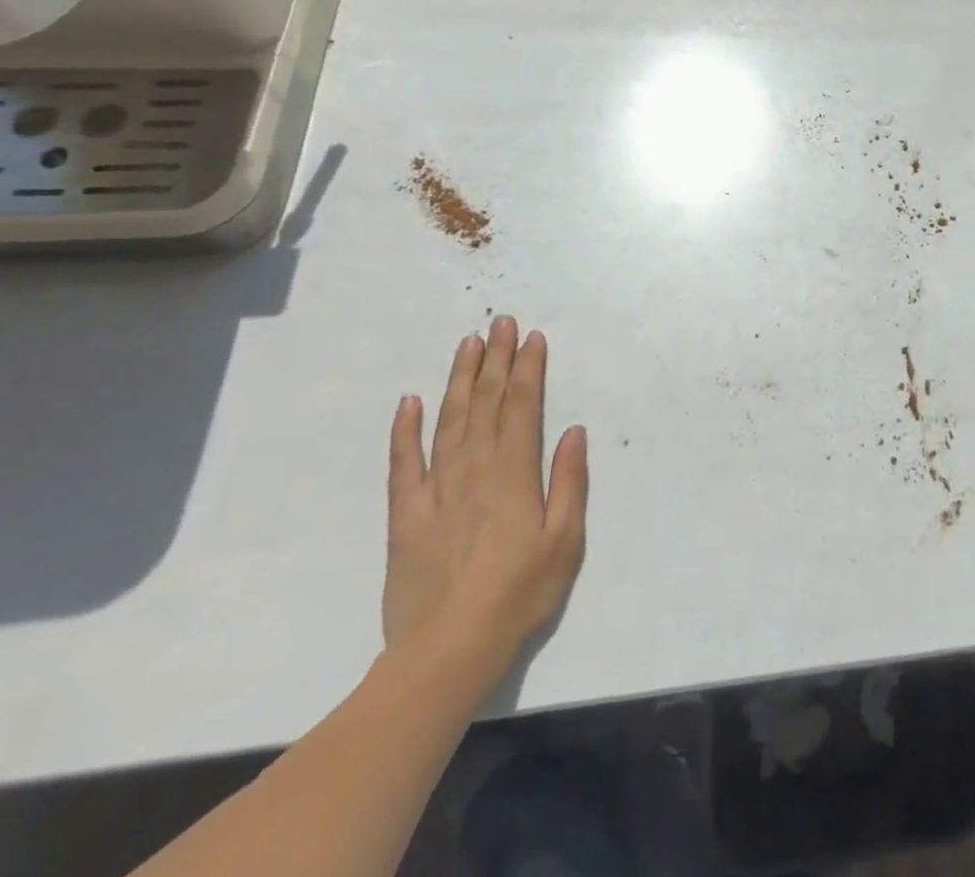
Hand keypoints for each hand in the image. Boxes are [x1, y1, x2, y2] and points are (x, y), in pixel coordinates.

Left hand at [383, 316, 588, 693]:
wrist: (446, 652)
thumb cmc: (519, 595)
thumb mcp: (565, 541)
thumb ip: (569, 481)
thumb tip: (572, 430)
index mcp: (514, 474)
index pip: (521, 407)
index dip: (527, 369)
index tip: (532, 337)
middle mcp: (474, 470)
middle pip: (485, 403)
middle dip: (495, 360)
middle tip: (500, 322)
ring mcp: (435, 490)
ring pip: (447, 421)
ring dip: (458, 379)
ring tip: (467, 344)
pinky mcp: (405, 515)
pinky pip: (402, 463)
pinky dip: (404, 429)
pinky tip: (409, 401)